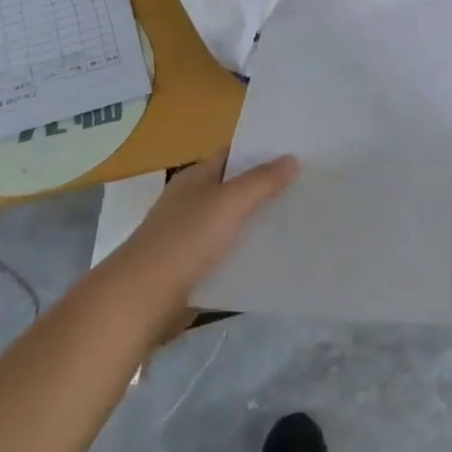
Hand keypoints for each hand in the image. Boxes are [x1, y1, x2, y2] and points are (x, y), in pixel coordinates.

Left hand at [111, 151, 297, 310]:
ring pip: (234, 224)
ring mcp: (192, 236)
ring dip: (260, 223)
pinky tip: (276, 258)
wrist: (142, 299)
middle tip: (309, 186)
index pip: (233, 155)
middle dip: (267, 188)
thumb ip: (261, 181)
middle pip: (236, 189)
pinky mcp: (195, 269)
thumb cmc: (185, 240)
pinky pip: (229, 255)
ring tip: (302, 220)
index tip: (297, 152)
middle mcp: (193, 202)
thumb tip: (292, 159)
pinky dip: (249, 254)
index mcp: (196, 178)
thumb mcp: (229, 202)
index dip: (262, 152)